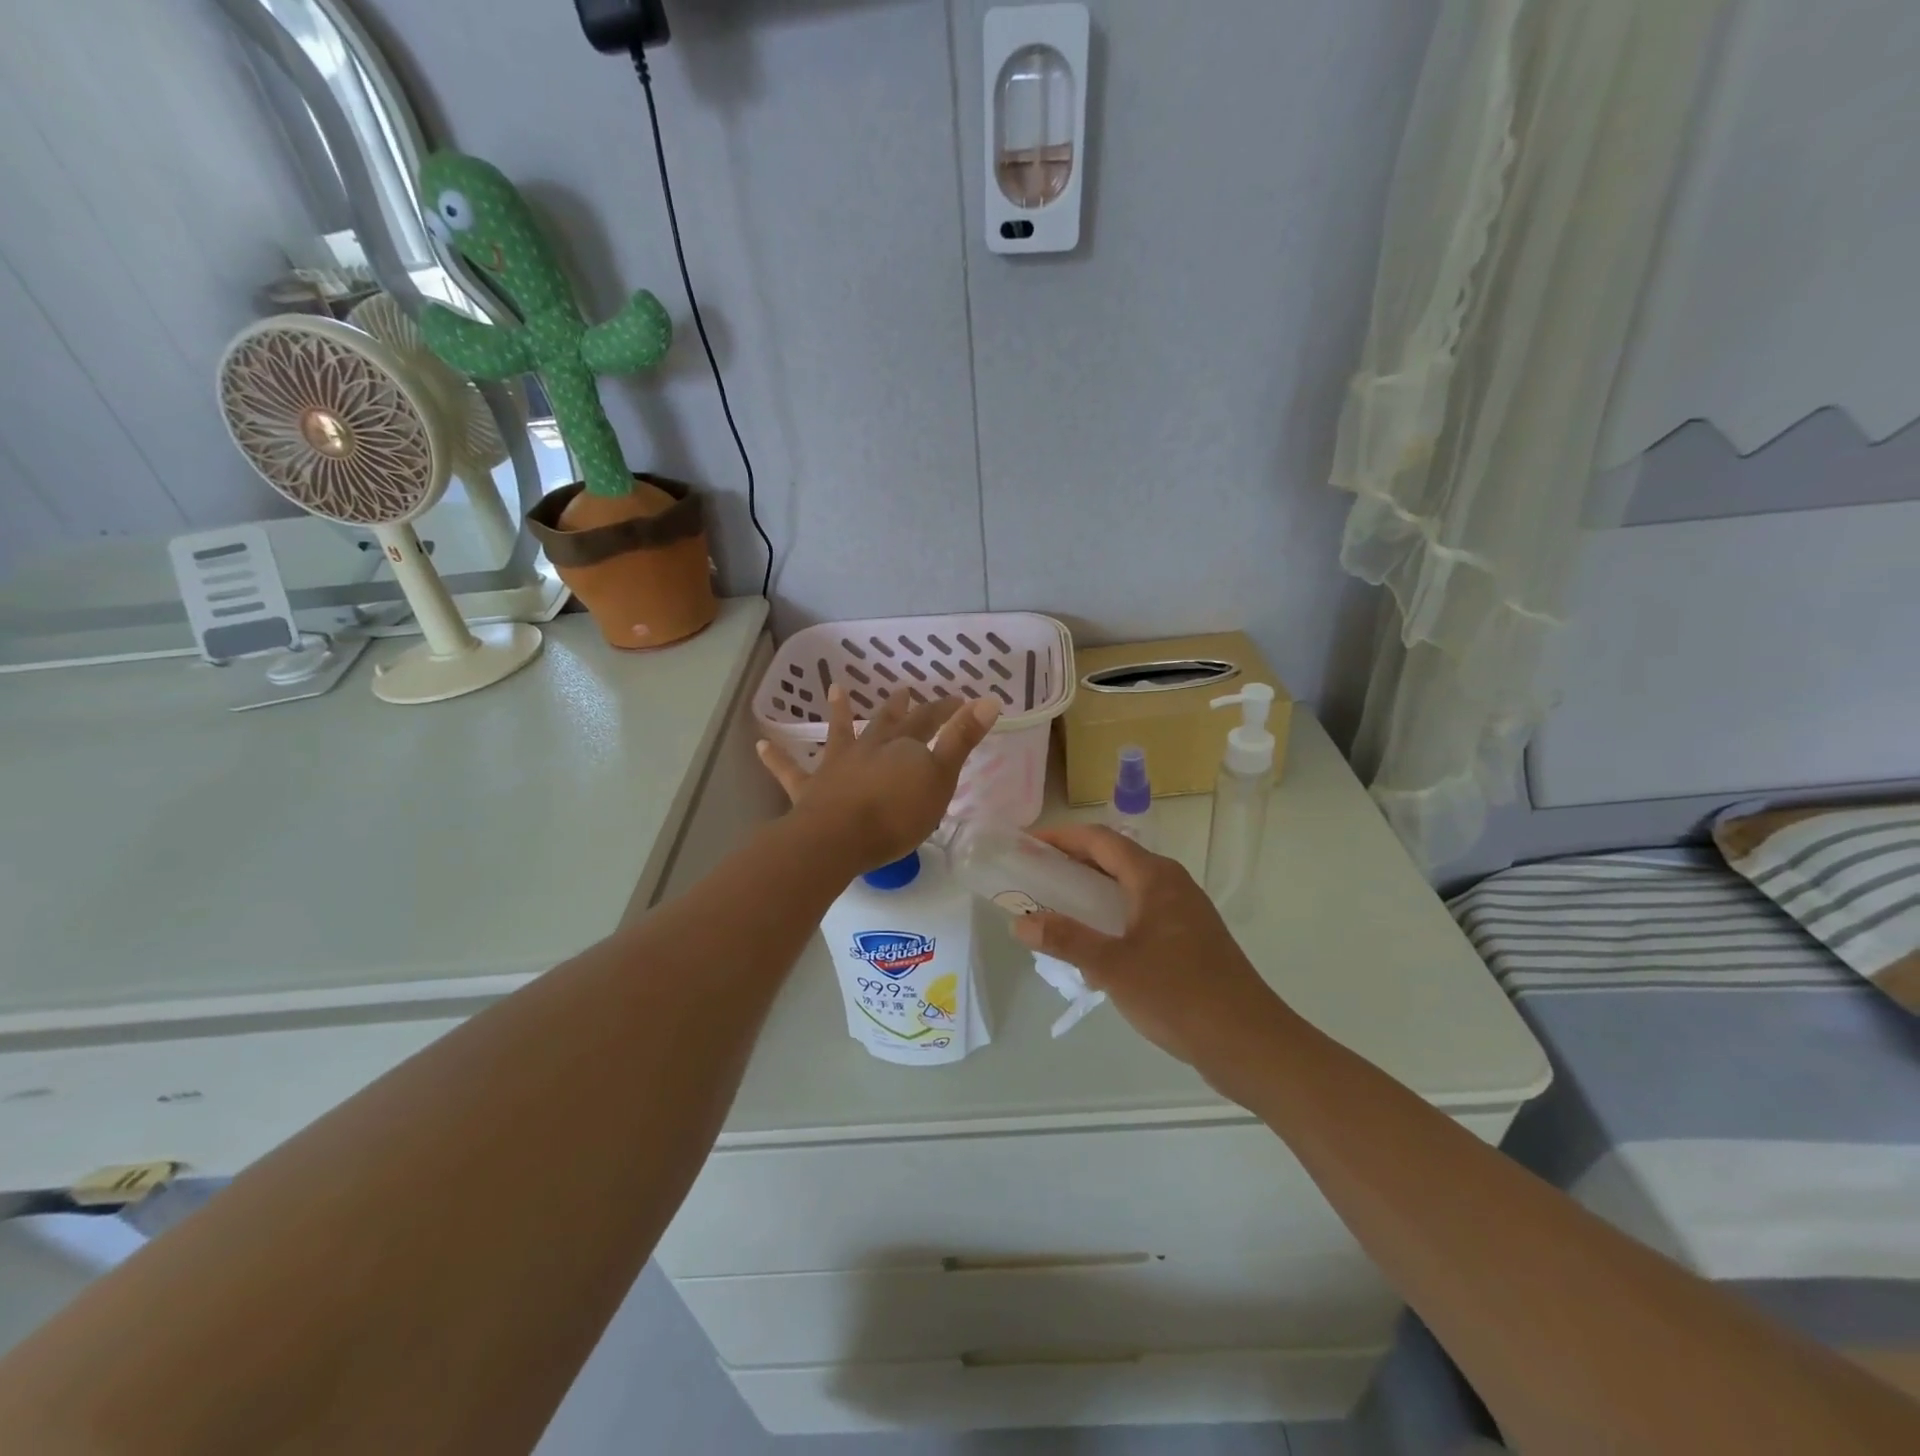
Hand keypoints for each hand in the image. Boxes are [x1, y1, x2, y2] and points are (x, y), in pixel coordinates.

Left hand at [758, 686, 999, 873]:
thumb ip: (961, 741)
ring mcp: (836, 766)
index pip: (929, 721)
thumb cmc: (896, 815)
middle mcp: (869, 748)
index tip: (960, 700)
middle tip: (904, 690)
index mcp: (903, 748)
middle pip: (887, 723)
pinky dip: (775, 757)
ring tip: (837, 689)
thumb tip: (987, 700)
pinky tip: (760, 744)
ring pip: (839, 734)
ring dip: (840, 712)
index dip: (946, 710)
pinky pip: (790, 770)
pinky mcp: (809, 790)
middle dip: (899, 707)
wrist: (838, 839)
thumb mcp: (940, 779)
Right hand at [1011, 824, 1289, 1080]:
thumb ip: (1066, 940)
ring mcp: (1184, 912)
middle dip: (1072, 863)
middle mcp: (1171, 884)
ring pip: (1128, 888)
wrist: (1249, 1043)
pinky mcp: (1190, 939)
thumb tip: (1020, 923)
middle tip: (1034, 876)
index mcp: (1155, 877)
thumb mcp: (1113, 967)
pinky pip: (1141, 912)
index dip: (1061, 837)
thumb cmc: (1178, 995)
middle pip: (1114, 859)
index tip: (1027, 845)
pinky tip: (1094, 946)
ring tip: (1055, 908)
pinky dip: (1112, 916)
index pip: (1100, 839)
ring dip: (1091, 892)